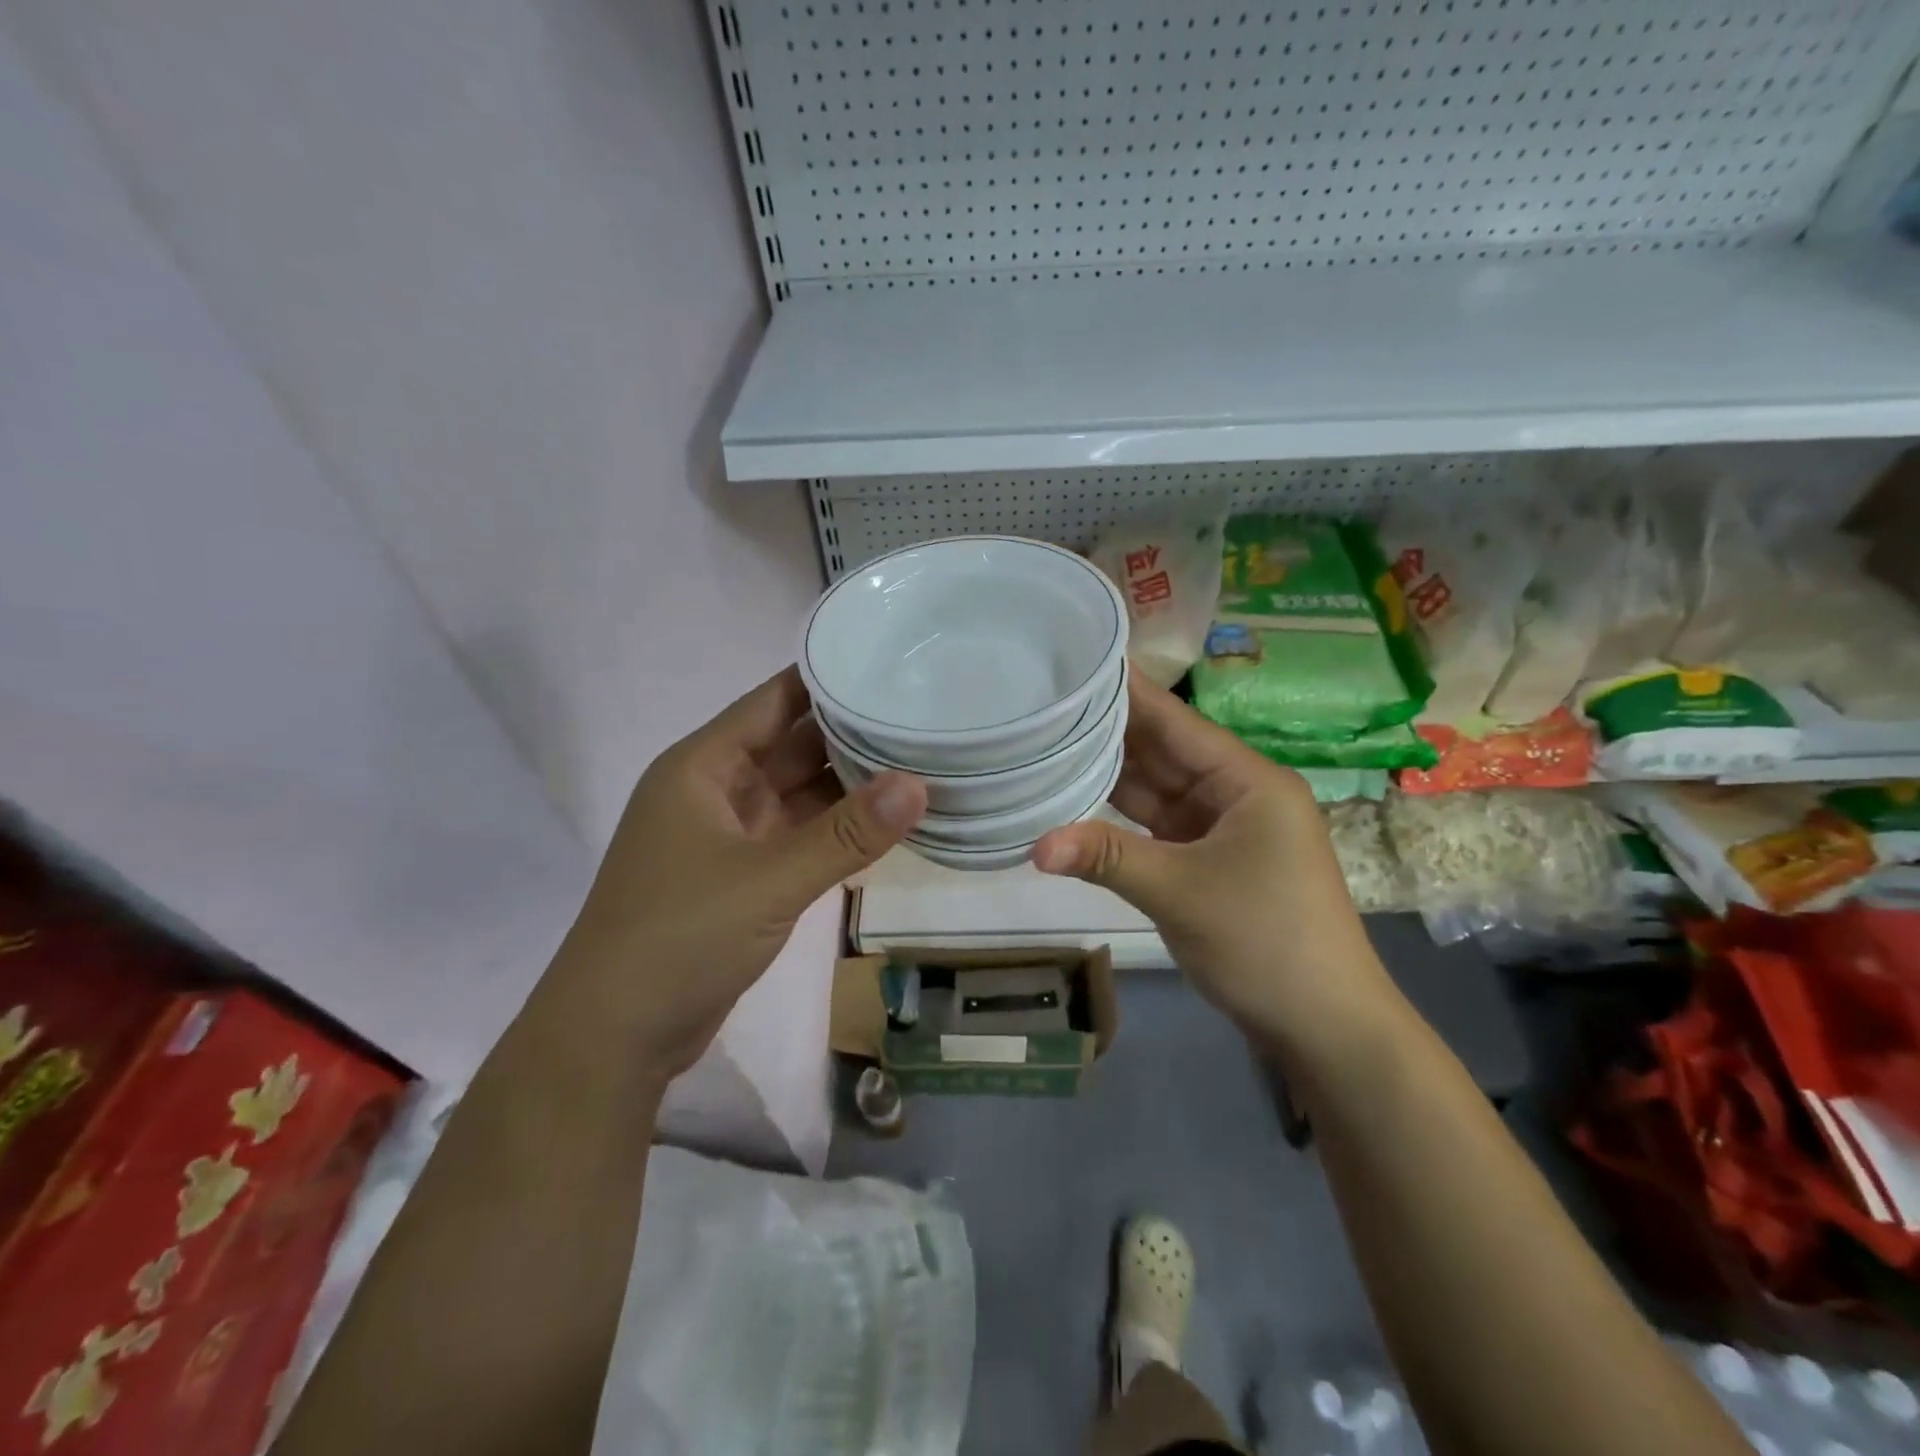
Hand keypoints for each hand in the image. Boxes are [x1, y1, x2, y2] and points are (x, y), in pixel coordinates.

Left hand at [550, 666, 925, 1079]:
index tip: (889, 660)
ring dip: (850, 783)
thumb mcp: (768, 881)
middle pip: (792, 745)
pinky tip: (886, 821)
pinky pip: (800, 836)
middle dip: (851, 731)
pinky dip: (837, 829)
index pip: (774, 701)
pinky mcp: (743, 877)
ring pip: (799, 793)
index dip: (828, 679)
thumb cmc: (678, 938)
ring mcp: (729, 836)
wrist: (614, 1038)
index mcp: (702, 767)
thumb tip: (918, 783)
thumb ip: (846, 834)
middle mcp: (714, 791)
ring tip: (919, 758)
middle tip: (922, 711)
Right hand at [1031, 672, 1391, 1052]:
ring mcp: (1222, 829)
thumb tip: (1034, 844)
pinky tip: (1077, 799)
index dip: (1129, 690)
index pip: (1176, 721)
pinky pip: (1157, 826)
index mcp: (1248, 780)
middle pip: (1163, 751)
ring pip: (1157, 789)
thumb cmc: (1266, 942)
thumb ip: (1106, 858)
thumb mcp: (1180, 893)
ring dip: (1110, 773)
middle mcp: (1236, 793)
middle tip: (1047, 699)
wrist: (1325, 1027)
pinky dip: (1120, 817)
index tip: (1081, 657)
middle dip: (1109, 729)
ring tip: (1049, 739)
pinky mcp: (1209, 861)